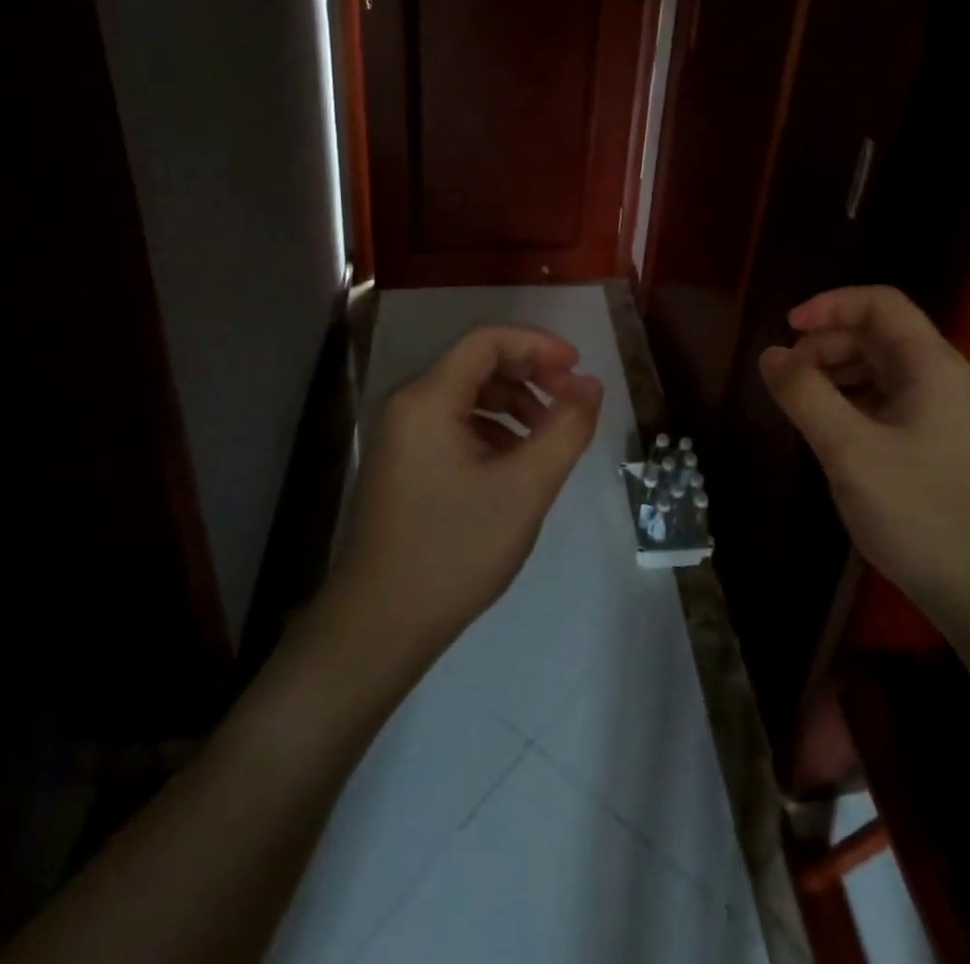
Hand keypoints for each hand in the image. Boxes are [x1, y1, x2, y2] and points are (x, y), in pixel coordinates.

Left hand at [327, 327, 602, 670]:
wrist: (378, 628)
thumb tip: (591, 384)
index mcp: (427, 399)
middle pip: (477, 364)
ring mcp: (400, 438)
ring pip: (467, 395)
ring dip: (515, 402)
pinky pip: (454, 425)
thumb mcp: (525, 488)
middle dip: (530, 374)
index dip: (538, 346)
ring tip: (550, 435)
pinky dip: (492, 429)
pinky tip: (516, 463)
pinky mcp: (403, 465)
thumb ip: (565, 429)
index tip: (578, 370)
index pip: (488, 341)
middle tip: (571, 402)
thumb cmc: (454, 551)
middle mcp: (407, 406)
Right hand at [758, 286, 969, 619]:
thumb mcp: (849, 451)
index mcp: (933, 366)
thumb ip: (805, 395)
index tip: (787, 329)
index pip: (881, 304)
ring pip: (883, 369)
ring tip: (801, 401)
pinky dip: (853, 401)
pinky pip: (889, 401)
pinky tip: (830, 429)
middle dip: (828, 343)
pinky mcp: (939, 443)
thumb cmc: (919, 513)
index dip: (831, 305)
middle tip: (787, 376)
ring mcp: (945, 413)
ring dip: (837, 373)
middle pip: (880, 335)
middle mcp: (944, 379)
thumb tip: (770, 355)